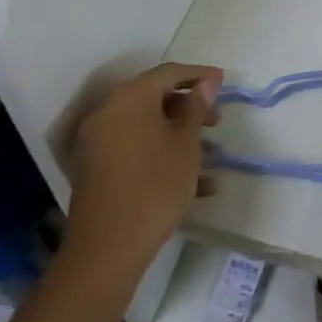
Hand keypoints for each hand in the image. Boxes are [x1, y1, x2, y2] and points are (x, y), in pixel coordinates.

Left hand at [58, 62, 221, 280]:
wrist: (107, 249)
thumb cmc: (155, 185)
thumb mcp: (186, 144)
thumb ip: (196, 108)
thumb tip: (205, 84)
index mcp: (129, 99)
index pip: (168, 73)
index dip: (199, 74)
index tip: (224, 82)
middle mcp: (108, 113)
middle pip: (155, 98)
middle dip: (190, 108)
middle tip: (218, 120)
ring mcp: (98, 142)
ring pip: (147, 126)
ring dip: (180, 135)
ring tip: (212, 155)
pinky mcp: (96, 169)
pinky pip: (136, 148)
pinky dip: (162, 155)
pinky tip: (196, 183)